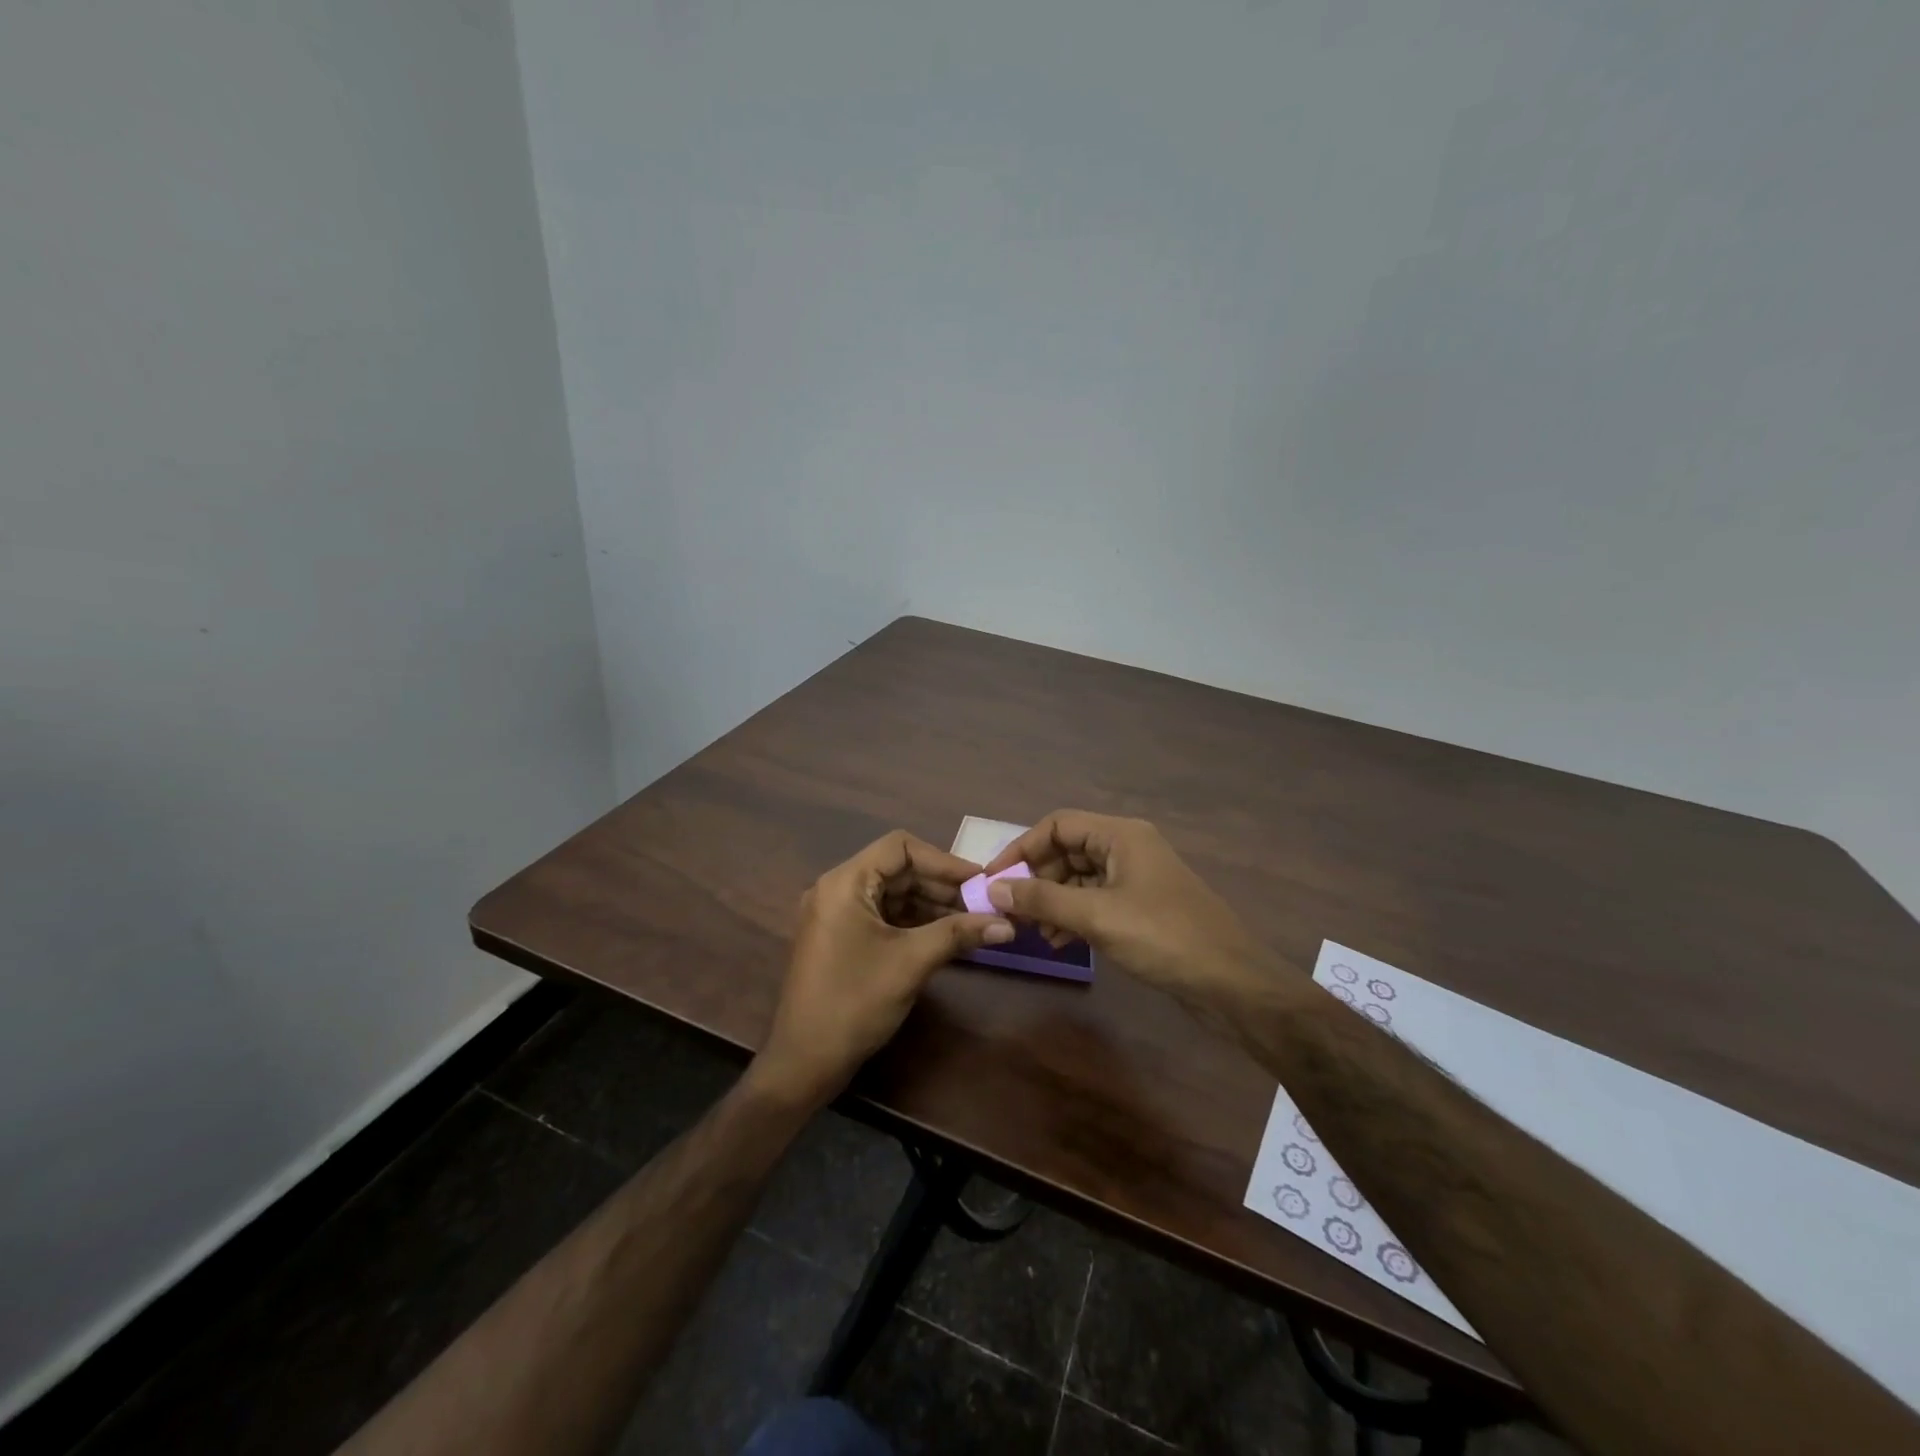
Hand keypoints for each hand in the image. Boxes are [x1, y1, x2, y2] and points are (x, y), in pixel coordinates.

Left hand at [750, 831, 1013, 1110]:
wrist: (804, 1062)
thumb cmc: (854, 1003)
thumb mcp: (911, 963)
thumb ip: (958, 934)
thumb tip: (1008, 923)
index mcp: (845, 883)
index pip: (900, 847)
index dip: (943, 860)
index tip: (979, 880)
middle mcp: (837, 888)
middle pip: (897, 869)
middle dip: (941, 885)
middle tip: (982, 903)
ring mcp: (837, 913)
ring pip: (893, 893)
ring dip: (931, 904)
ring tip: (972, 920)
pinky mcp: (841, 936)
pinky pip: (883, 915)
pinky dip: (914, 921)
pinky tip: (946, 935)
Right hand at [982, 811, 1296, 1016]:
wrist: (1231, 982)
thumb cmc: (1163, 937)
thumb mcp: (1097, 916)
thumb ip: (1043, 900)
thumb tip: (993, 889)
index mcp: (1120, 836)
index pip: (1058, 825)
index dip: (1022, 848)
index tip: (994, 879)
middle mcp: (1128, 848)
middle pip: (1068, 850)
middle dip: (1036, 878)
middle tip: (1010, 909)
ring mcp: (1137, 878)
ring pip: (1080, 878)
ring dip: (1053, 900)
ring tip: (1033, 931)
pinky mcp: (1143, 907)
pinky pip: (1096, 900)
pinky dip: (1074, 916)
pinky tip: (1061, 942)